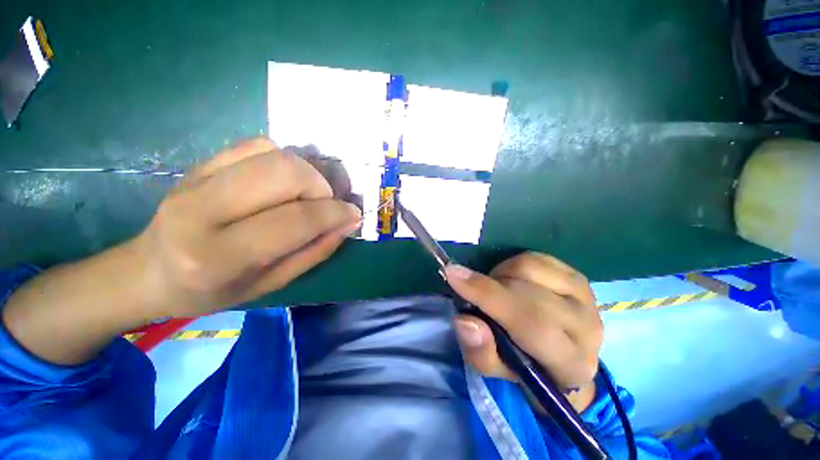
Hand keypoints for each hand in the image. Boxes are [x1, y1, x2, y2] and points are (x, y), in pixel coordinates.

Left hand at [130, 138, 361, 317]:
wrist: (148, 272)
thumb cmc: (211, 290)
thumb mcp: (271, 284)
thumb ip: (314, 252)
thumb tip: (348, 223)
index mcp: (220, 256)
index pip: (295, 220)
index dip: (334, 213)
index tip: (353, 214)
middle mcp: (203, 209)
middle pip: (284, 172)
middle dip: (319, 187)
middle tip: (324, 205)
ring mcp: (196, 179)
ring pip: (273, 152)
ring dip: (305, 172)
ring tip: (305, 195)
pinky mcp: (199, 163)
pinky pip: (255, 144)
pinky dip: (282, 159)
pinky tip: (281, 182)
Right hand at [445, 252, 602, 411]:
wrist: (562, 355)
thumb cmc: (525, 365)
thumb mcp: (496, 369)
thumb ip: (480, 351)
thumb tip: (465, 320)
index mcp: (569, 363)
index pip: (529, 323)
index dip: (487, 295)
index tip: (453, 274)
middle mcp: (586, 327)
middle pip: (529, 292)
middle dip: (489, 285)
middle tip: (471, 288)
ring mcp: (586, 296)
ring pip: (530, 267)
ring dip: (501, 274)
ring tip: (497, 290)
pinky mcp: (577, 276)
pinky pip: (536, 257)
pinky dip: (513, 264)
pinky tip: (511, 280)